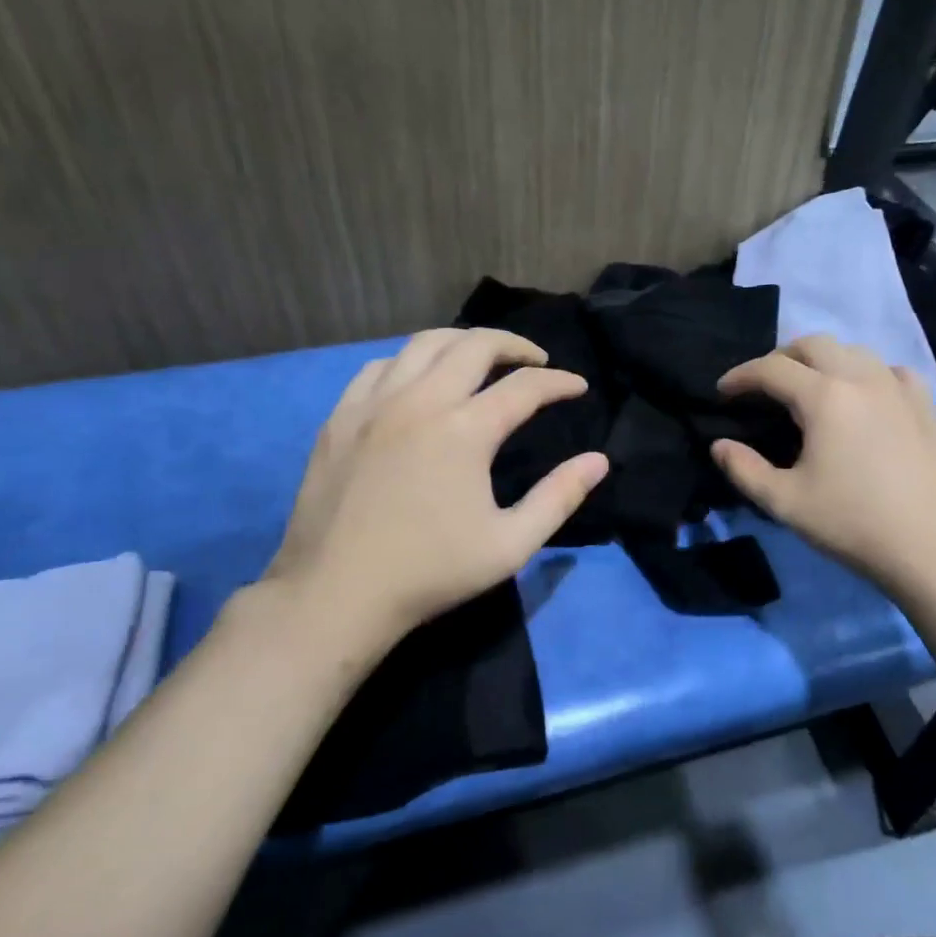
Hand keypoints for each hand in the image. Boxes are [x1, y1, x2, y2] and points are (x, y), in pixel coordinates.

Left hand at [262, 328, 608, 649]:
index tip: (578, 387)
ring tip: (481, 358)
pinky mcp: (341, 417)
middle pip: (474, 345)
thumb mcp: (510, 545)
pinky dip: (410, 361)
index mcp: (465, 430)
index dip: (559, 383)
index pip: (525, 387)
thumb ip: (559, 497)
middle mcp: (420, 400)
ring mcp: (373, 404)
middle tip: (535, 360)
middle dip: (514, 344)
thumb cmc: (431, 572)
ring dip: (462, 342)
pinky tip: (419, 379)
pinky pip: (380, 366)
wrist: (337, 593)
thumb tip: (598, 461)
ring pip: (423, 344)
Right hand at [711, 336, 935, 597]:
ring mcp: (900, 387)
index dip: (740, 376)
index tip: (722, 391)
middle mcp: (862, 378)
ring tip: (809, 388)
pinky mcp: (926, 404)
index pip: (771, 368)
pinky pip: (889, 370)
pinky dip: (865, 373)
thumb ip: (744, 469)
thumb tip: (719, 445)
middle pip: (813, 344)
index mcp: (825, 397)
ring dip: (822, 360)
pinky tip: (863, 397)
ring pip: (854, 351)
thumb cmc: (853, 524)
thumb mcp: (786, 502)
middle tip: (763, 386)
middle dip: (780, 357)